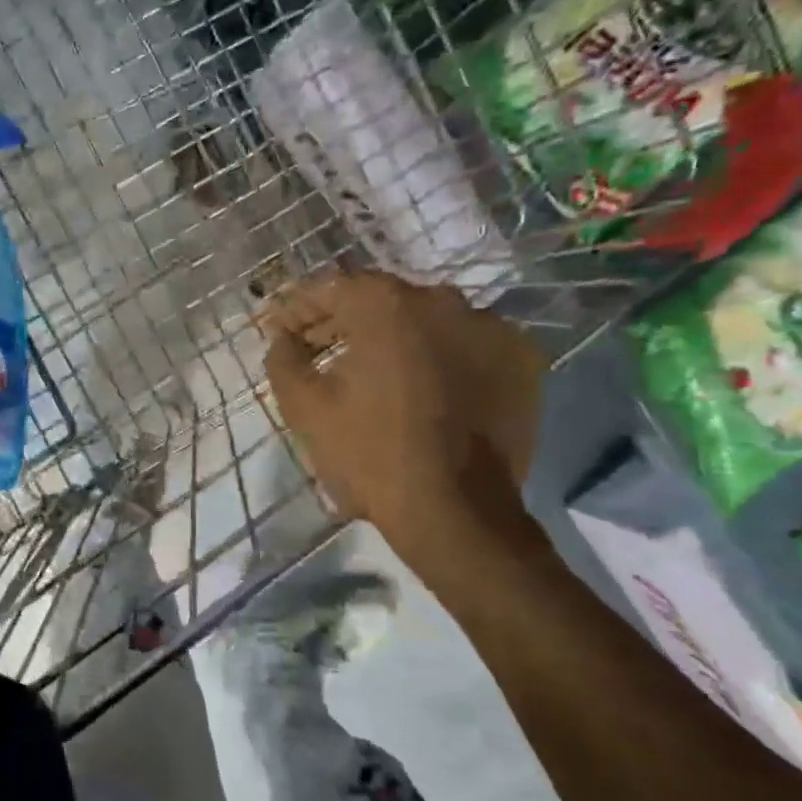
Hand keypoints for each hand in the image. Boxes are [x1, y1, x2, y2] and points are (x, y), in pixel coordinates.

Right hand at [262, 271, 545, 557]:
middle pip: (383, 300)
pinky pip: (468, 346)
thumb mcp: (306, 408)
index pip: (332, 288)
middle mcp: (445, 301)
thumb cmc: (371, 455)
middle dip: (344, 321)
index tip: (280, 329)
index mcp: (388, 306)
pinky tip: (426, 387)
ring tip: (373, 371)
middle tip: (317, 348)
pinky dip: (442, 357)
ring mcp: (491, 328)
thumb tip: (283, 339)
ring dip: (396, 338)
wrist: (456, 513)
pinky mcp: (521, 361)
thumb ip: (284, 361)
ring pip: (429, 322)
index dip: (300, 308)